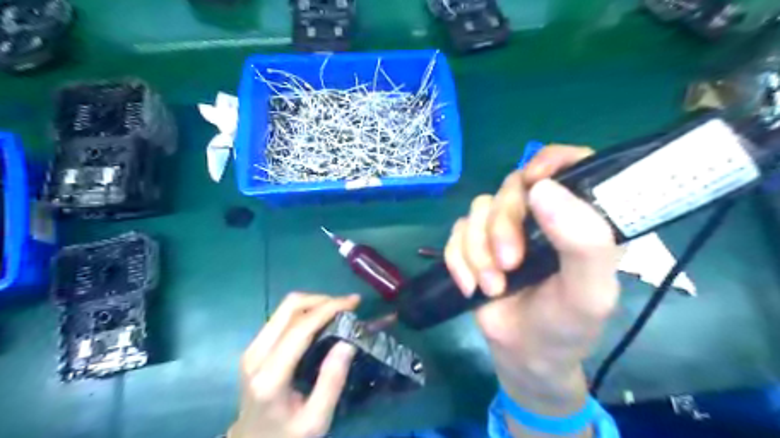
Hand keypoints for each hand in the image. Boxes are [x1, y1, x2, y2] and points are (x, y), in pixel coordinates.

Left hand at [229, 291, 360, 437]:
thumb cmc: (287, 436)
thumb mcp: (316, 420)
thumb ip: (332, 382)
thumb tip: (348, 342)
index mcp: (270, 377)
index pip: (300, 328)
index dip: (328, 309)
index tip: (354, 302)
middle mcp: (256, 355)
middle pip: (289, 308)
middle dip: (322, 300)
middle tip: (348, 306)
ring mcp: (252, 348)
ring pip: (284, 308)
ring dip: (314, 303)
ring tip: (338, 311)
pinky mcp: (254, 346)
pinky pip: (282, 316)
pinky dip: (305, 311)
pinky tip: (322, 320)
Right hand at [444, 144, 622, 420]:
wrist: (523, 354)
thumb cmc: (565, 325)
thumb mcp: (589, 293)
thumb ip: (584, 243)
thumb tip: (542, 189)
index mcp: (579, 218)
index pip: (572, 164)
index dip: (550, 161)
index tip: (534, 183)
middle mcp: (540, 215)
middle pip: (512, 187)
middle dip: (502, 226)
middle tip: (509, 264)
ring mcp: (503, 227)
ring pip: (478, 209)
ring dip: (478, 250)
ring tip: (492, 286)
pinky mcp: (474, 242)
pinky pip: (456, 232)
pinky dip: (458, 260)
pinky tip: (470, 286)